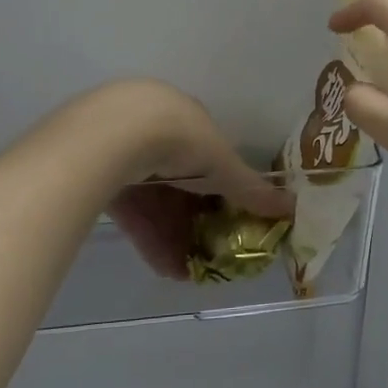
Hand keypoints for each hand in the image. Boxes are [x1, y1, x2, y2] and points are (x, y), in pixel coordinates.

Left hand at [92, 81, 292, 279]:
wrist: (111, 135)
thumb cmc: (180, 137)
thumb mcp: (222, 164)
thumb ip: (251, 189)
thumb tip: (292, 208)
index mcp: (185, 117)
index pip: (209, 155)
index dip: (222, 186)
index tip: (232, 216)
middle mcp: (154, 129)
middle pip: (181, 181)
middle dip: (197, 217)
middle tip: (212, 249)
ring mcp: (121, 151)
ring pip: (155, 200)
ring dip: (175, 236)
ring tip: (190, 270)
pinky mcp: (95, 176)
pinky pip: (130, 211)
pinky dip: (149, 238)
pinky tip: (164, 267)